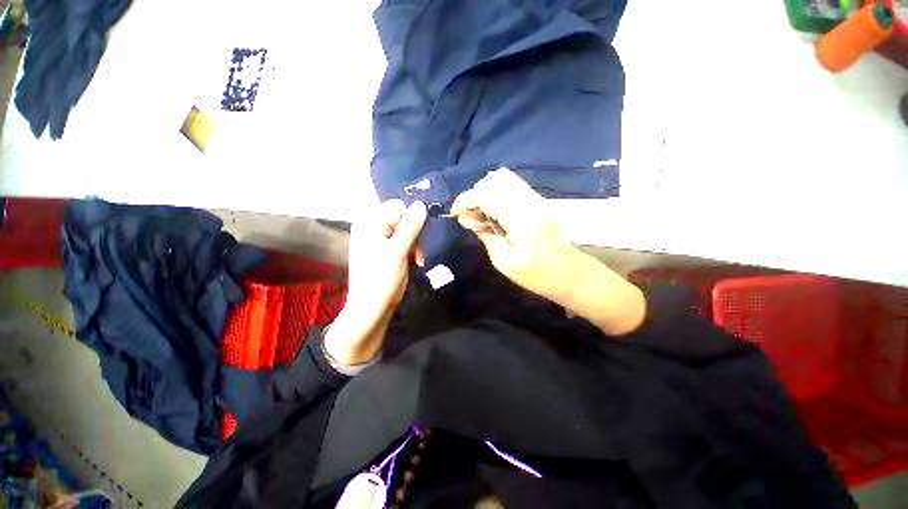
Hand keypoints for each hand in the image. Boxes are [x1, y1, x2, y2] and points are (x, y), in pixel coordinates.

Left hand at [325, 200, 427, 363]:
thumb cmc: (381, 279)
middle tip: (416, 254)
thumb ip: (410, 227)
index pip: (397, 207)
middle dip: (414, 235)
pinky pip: (403, 242)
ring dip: (415, 245)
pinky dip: (411, 251)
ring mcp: (378, 240)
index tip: (415, 239)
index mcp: (369, 223)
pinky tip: (413, 262)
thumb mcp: (398, 251)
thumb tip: (422, 204)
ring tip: (416, 261)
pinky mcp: (384, 251)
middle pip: (402, 218)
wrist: (371, 309)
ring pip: (406, 231)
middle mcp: (371, 227)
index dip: (410, 221)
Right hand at [451, 168, 581, 304]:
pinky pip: (513, 186)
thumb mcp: (504, 263)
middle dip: (475, 194)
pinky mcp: (539, 200)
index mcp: (522, 220)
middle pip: (494, 180)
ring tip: (481, 213)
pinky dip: (497, 193)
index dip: (465, 200)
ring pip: (504, 178)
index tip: (455, 213)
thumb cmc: (537, 275)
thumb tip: (466, 218)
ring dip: (486, 192)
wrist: (571, 274)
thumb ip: (485, 235)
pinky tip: (495, 211)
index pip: (486, 194)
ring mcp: (537, 198)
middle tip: (471, 216)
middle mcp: (531, 202)